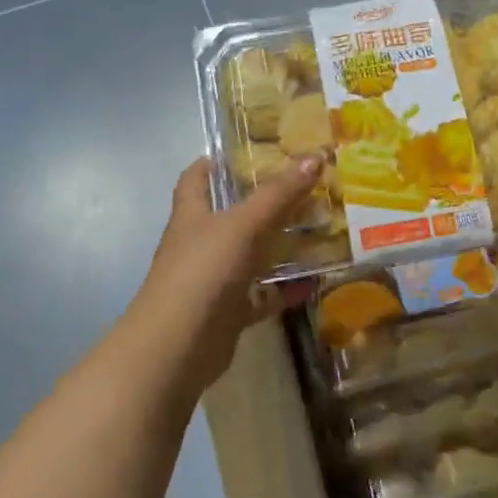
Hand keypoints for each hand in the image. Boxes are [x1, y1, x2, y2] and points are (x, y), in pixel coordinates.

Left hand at [130, 155, 322, 393]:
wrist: (179, 344)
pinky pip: (261, 295)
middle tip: (303, 189)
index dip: (212, 163)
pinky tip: (315, 281)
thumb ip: (279, 194)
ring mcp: (214, 279)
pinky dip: (284, 289)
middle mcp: (200, 244)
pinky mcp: (228, 311)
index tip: (243, 152)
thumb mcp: (244, 225)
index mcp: (192, 215)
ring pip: (250, 256)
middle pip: (230, 217)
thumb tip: (314, 156)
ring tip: (318, 230)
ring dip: (279, 247)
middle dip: (263, 204)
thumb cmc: (204, 271)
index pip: (195, 179)